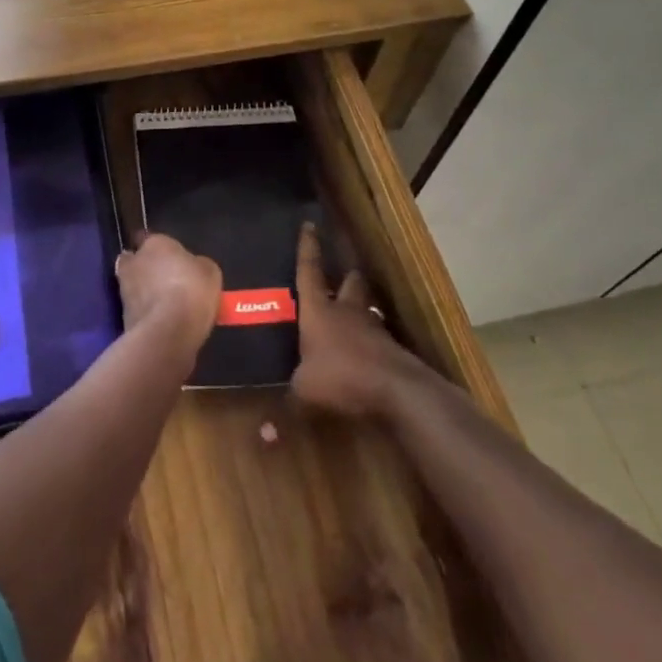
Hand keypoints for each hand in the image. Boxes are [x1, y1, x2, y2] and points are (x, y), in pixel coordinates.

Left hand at [116, 231, 220, 354]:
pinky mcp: (122, 315)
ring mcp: (124, 289)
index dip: (161, 250)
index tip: (172, 260)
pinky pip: (136, 309)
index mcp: (155, 243)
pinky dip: (144, 313)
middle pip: (136, 261)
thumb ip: (196, 265)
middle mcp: (134, 261)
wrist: (168, 332)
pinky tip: (161, 321)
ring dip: (143, 291)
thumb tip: (191, 267)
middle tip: (164, 281)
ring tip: (164, 305)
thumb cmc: (192, 291)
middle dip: (146, 269)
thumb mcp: (209, 272)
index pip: (151, 239)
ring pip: (133, 285)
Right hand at [291, 222, 415, 417]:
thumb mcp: (305, 393)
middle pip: (348, 282)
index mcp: (319, 310)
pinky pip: (377, 336)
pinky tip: (367, 353)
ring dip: (360, 308)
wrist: (396, 390)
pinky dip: (371, 340)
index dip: (307, 248)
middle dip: (344, 277)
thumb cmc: (341, 377)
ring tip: (353, 314)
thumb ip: (286, 407)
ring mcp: (372, 327)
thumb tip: (265, 436)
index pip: (309, 271)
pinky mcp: (390, 348)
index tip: (309, 225)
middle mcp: (345, 311)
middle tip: (339, 277)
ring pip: (365, 307)